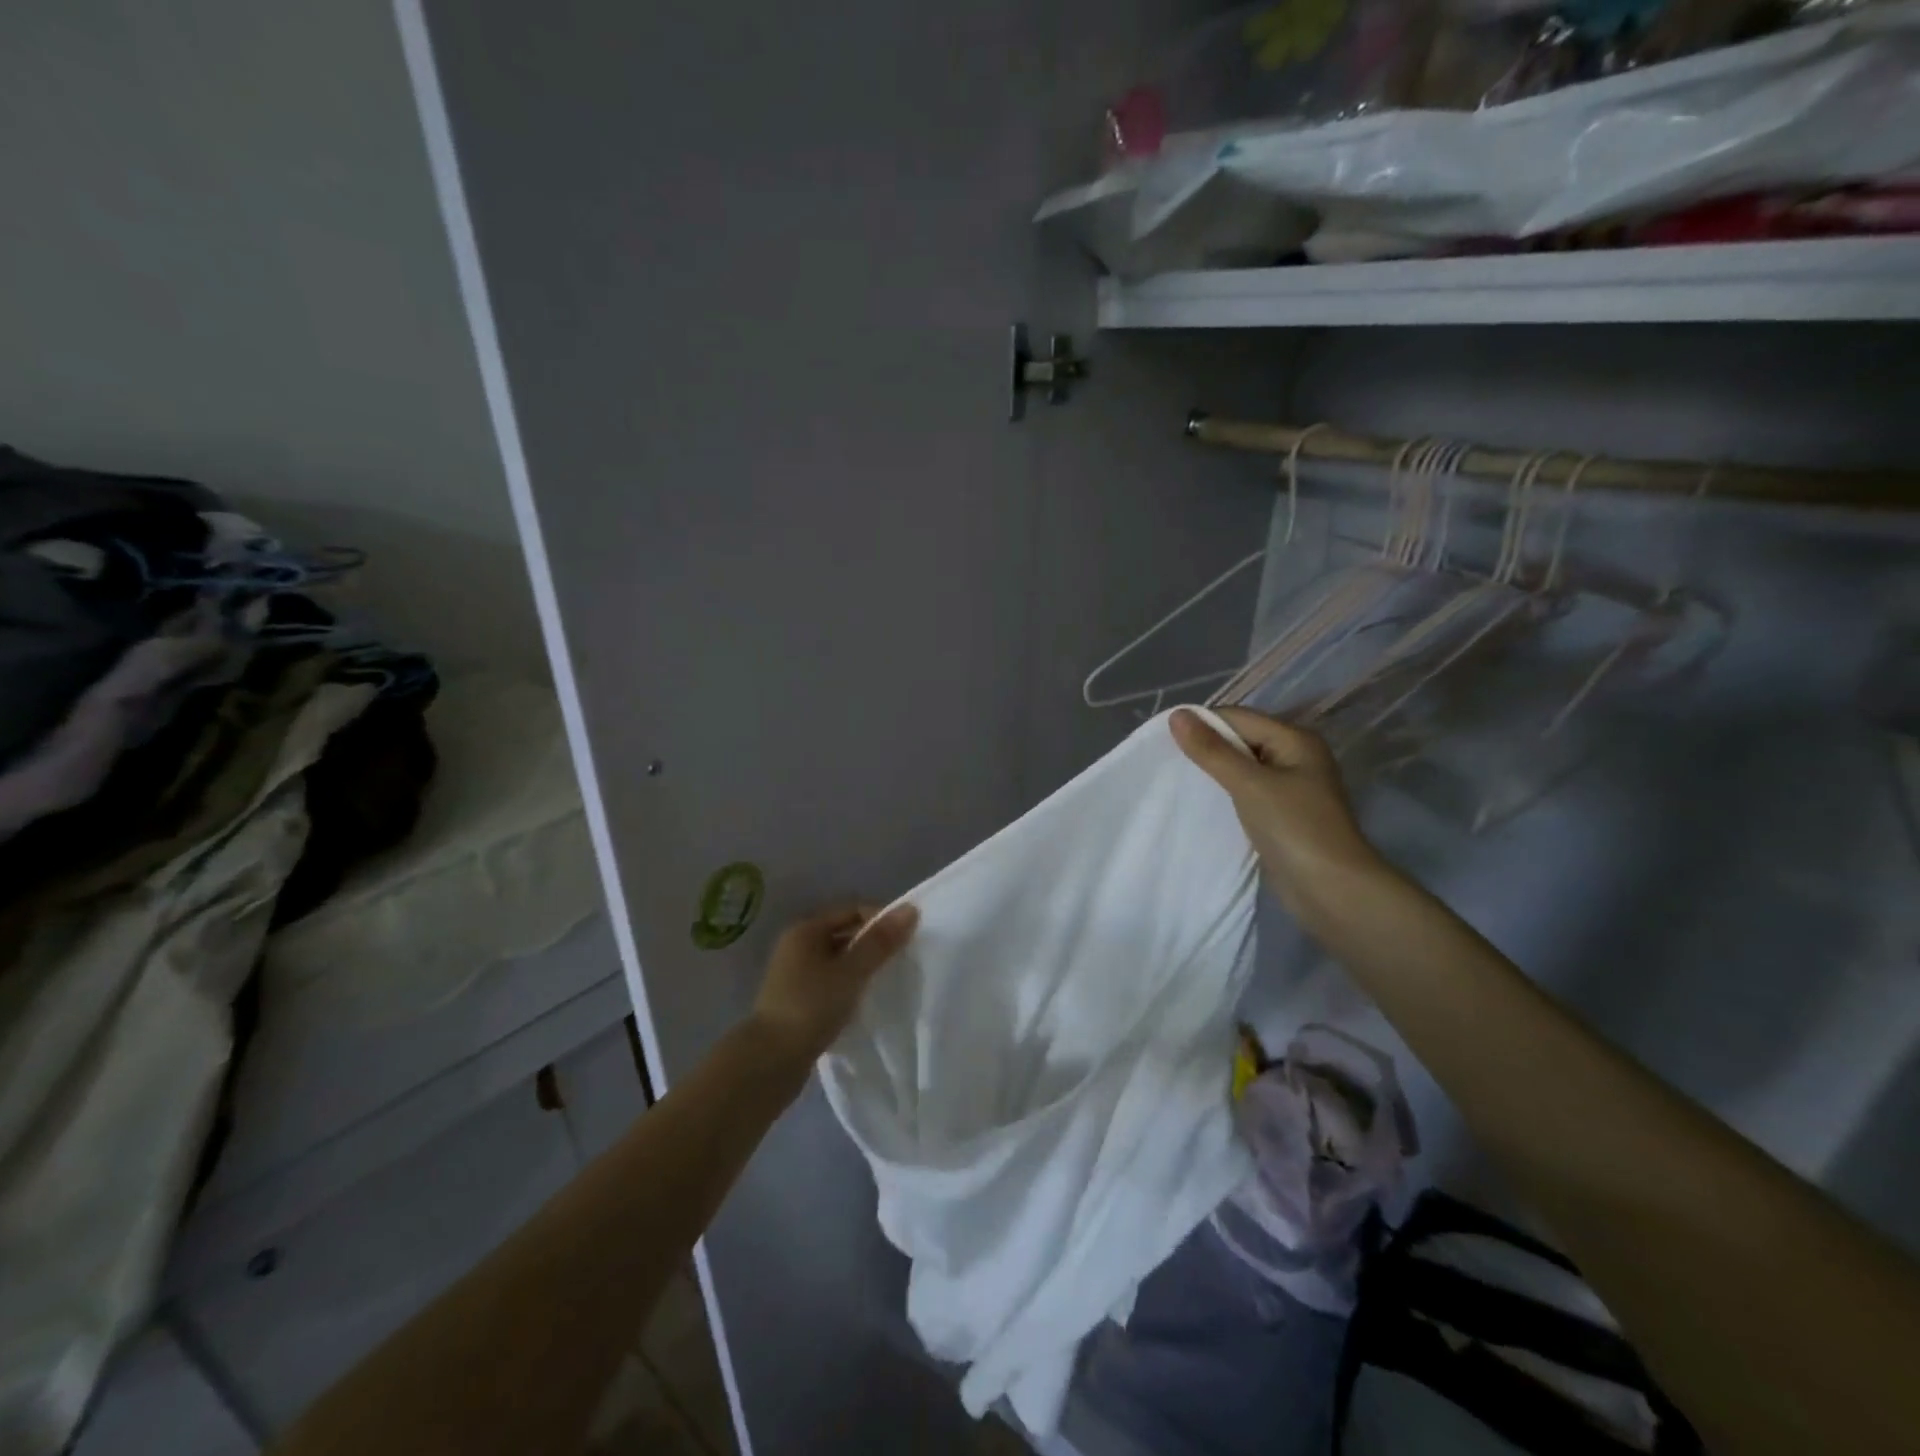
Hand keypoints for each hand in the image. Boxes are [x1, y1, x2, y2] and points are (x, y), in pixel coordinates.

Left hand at [749, 902, 918, 1064]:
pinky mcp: (798, 1001)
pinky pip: (832, 983)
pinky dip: (851, 986)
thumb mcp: (850, 972)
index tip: (908, 938)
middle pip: (845, 933)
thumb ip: (880, 942)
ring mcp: (796, 975)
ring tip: (889, 981)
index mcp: (806, 930)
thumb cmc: (811, 1007)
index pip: (852, 910)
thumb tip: (911, 909)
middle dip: (874, 943)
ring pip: (839, 961)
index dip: (881, 918)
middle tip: (903, 960)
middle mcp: (797, 946)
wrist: (770, 1061)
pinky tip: (866, 1001)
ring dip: (863, 967)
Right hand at [1171, 708, 1385, 923]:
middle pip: (1241, 739)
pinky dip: (1226, 792)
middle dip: (1207, 747)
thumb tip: (1176, 715)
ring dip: (1215, 771)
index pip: (1238, 717)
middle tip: (1167, 760)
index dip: (1202, 724)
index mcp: (1295, 740)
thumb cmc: (1295, 829)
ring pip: (1243, 766)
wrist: (1333, 891)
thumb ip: (1212, 751)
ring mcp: (1291, 787)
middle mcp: (1296, 756)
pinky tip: (1205, 802)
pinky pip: (1247, 791)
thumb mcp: (1250, 785)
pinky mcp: (1283, 813)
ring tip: (1180, 779)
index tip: (1164, 740)